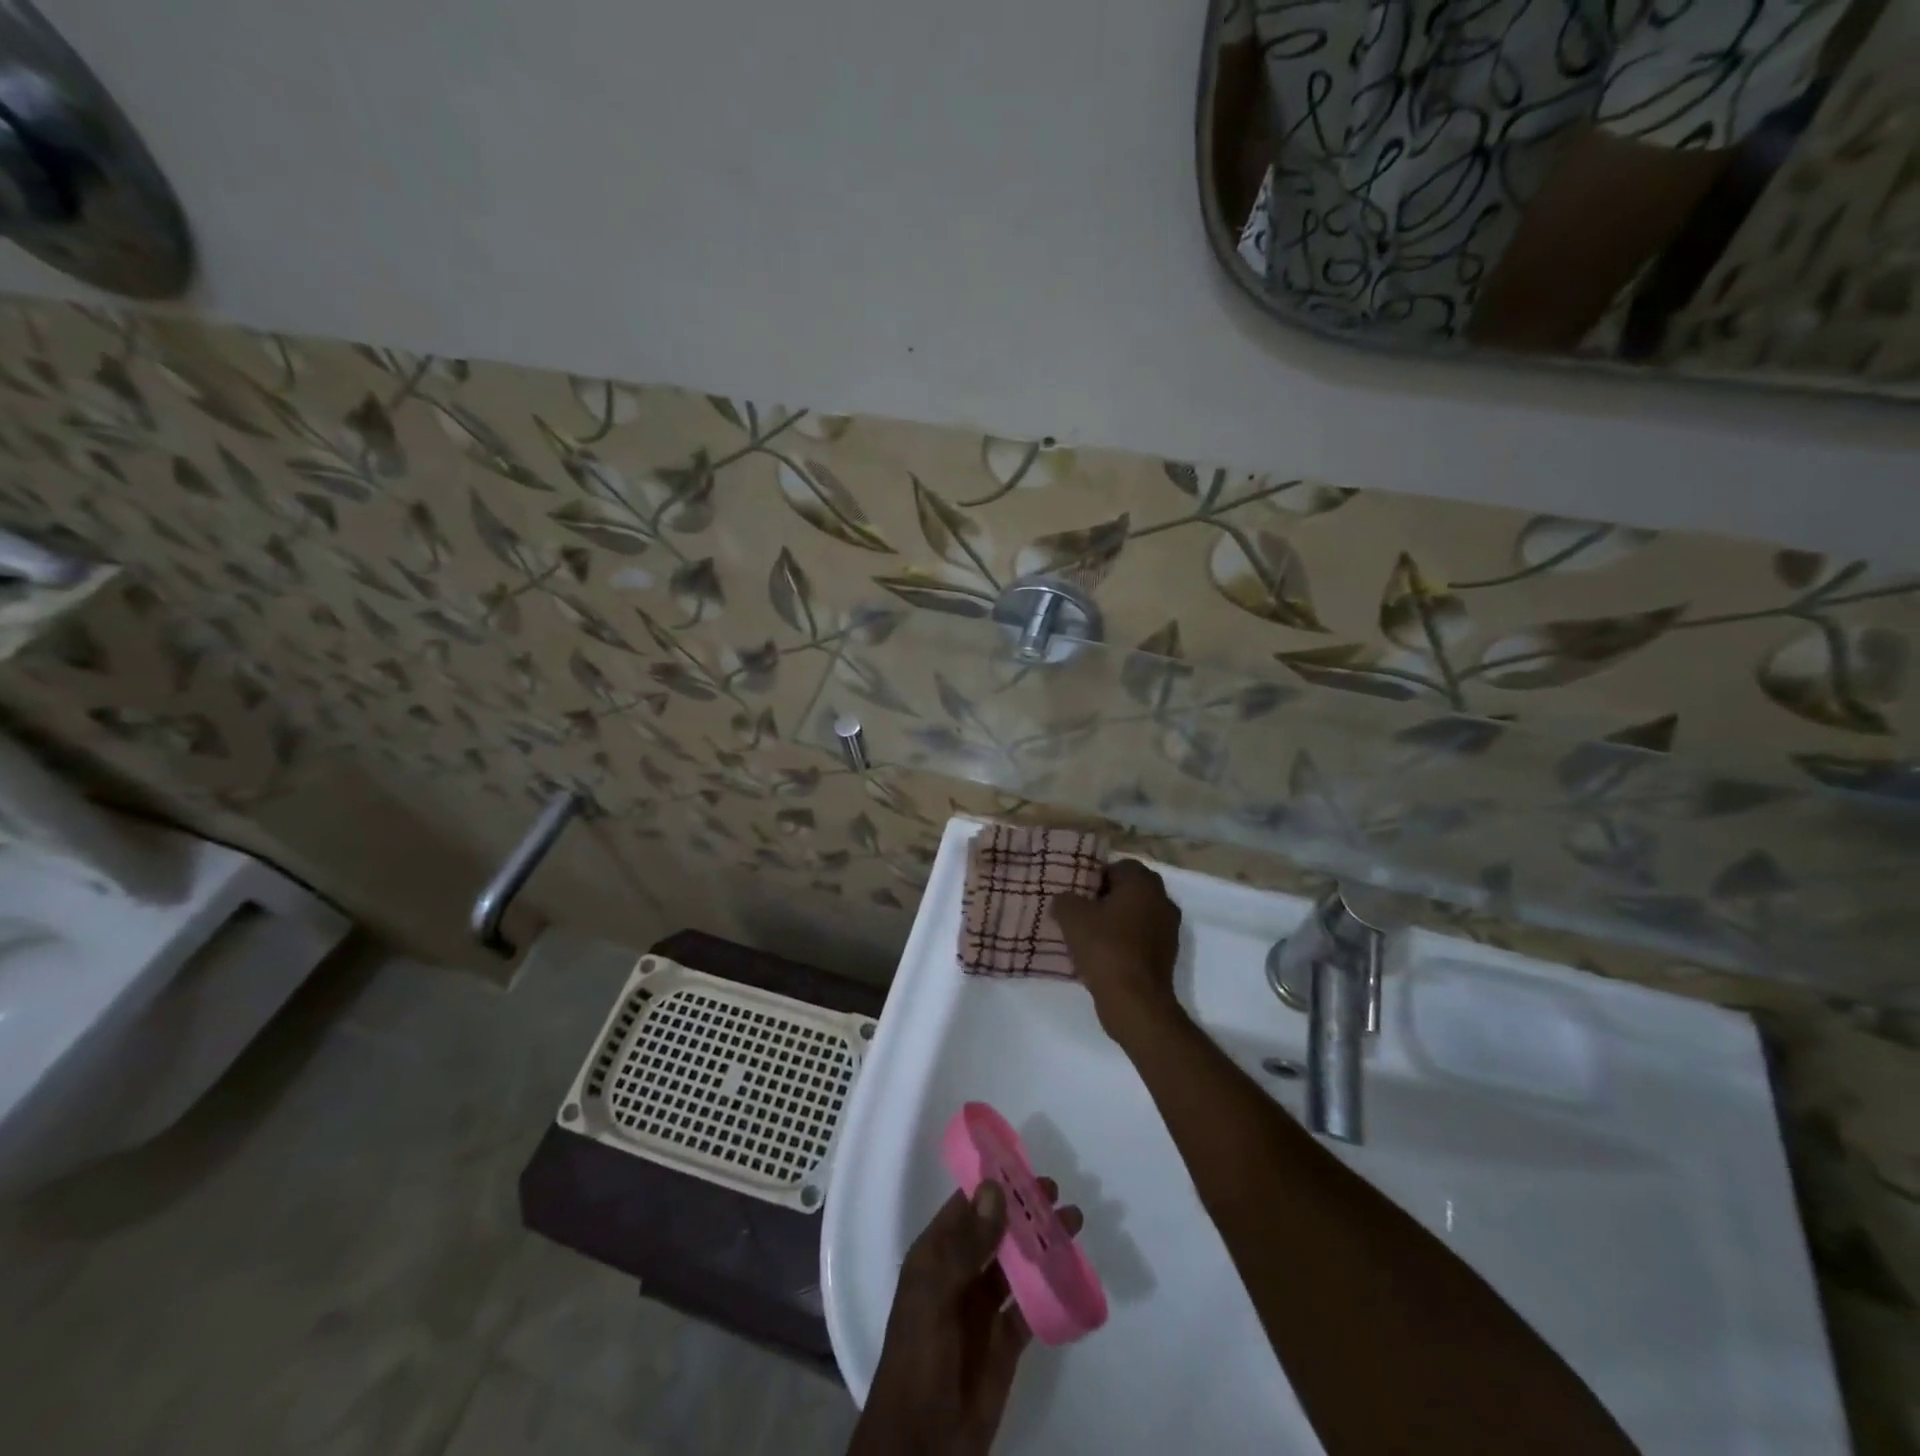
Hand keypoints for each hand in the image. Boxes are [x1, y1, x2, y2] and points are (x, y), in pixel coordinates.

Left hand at [852, 1180, 1083, 1455]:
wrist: (921, 1446)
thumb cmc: (919, 1359)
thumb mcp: (935, 1295)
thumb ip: (965, 1244)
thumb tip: (994, 1187)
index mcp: (936, 1255)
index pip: (968, 1206)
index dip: (995, 1184)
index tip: (1026, 1164)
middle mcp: (960, 1273)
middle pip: (997, 1230)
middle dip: (1025, 1209)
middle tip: (1058, 1191)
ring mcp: (984, 1308)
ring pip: (1017, 1263)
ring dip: (1042, 1242)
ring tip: (1074, 1222)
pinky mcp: (1005, 1342)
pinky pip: (1031, 1305)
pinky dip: (1051, 1287)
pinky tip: (1073, 1271)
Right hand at [1053, 859, 1183, 1040]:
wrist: (1136, 1001)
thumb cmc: (1105, 949)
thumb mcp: (1072, 918)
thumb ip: (1065, 900)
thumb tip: (1065, 900)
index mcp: (1142, 883)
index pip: (1119, 865)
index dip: (1096, 876)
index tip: (1079, 893)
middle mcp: (1162, 900)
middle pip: (1131, 889)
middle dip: (1107, 897)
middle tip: (1082, 911)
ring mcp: (1169, 928)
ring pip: (1138, 913)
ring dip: (1118, 919)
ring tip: (1090, 934)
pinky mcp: (1168, 954)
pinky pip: (1143, 936)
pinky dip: (1127, 940)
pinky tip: (1105, 954)